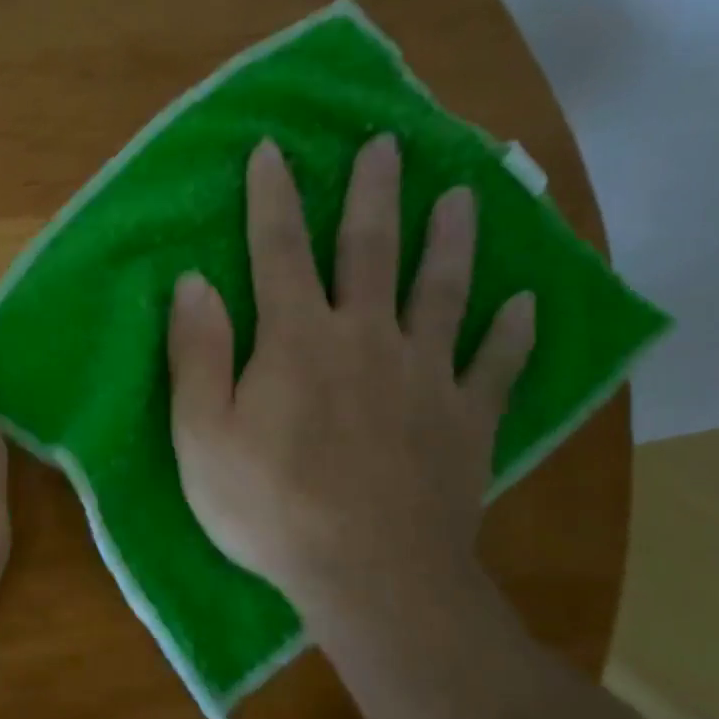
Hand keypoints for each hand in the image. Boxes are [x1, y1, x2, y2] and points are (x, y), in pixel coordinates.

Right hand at [166, 137, 534, 640]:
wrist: (369, 575)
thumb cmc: (270, 507)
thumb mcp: (202, 436)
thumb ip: (196, 355)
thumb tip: (193, 282)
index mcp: (297, 339)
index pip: (278, 251)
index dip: (272, 198)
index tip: (272, 149)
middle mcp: (366, 339)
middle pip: (372, 251)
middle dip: (374, 194)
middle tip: (388, 144)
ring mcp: (426, 376)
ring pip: (444, 292)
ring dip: (451, 240)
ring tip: (463, 196)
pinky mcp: (466, 420)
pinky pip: (496, 367)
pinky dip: (513, 333)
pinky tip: (525, 305)